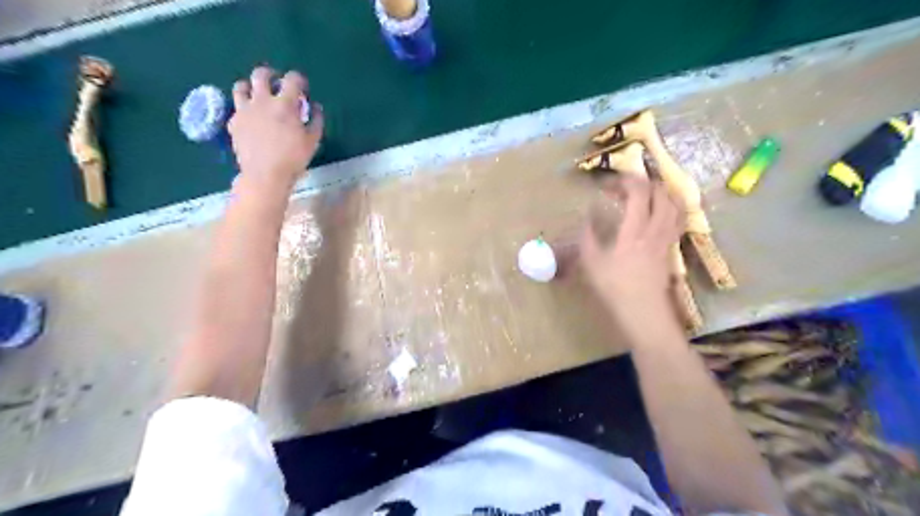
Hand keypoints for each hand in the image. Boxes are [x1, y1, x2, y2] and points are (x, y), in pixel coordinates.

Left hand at [228, 67, 324, 190]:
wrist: (265, 174)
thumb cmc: (293, 158)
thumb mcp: (313, 141)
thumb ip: (316, 121)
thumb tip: (316, 107)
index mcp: (284, 104)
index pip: (292, 80)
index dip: (298, 79)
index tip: (302, 86)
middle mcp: (262, 101)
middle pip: (261, 74)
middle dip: (270, 74)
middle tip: (276, 82)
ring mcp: (244, 110)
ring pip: (241, 86)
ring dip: (250, 87)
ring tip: (257, 95)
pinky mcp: (234, 122)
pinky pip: (236, 109)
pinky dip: (244, 109)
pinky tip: (250, 118)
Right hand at [581, 176, 681, 342]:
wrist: (643, 312)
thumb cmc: (614, 288)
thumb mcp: (591, 263)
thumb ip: (587, 236)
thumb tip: (586, 216)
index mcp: (634, 231)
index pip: (639, 193)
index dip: (627, 181)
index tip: (611, 182)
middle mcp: (655, 230)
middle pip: (662, 194)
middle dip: (646, 183)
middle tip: (628, 186)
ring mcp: (666, 239)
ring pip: (674, 206)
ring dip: (661, 193)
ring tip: (646, 194)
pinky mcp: (671, 249)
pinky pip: (677, 220)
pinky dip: (670, 209)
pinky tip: (659, 213)